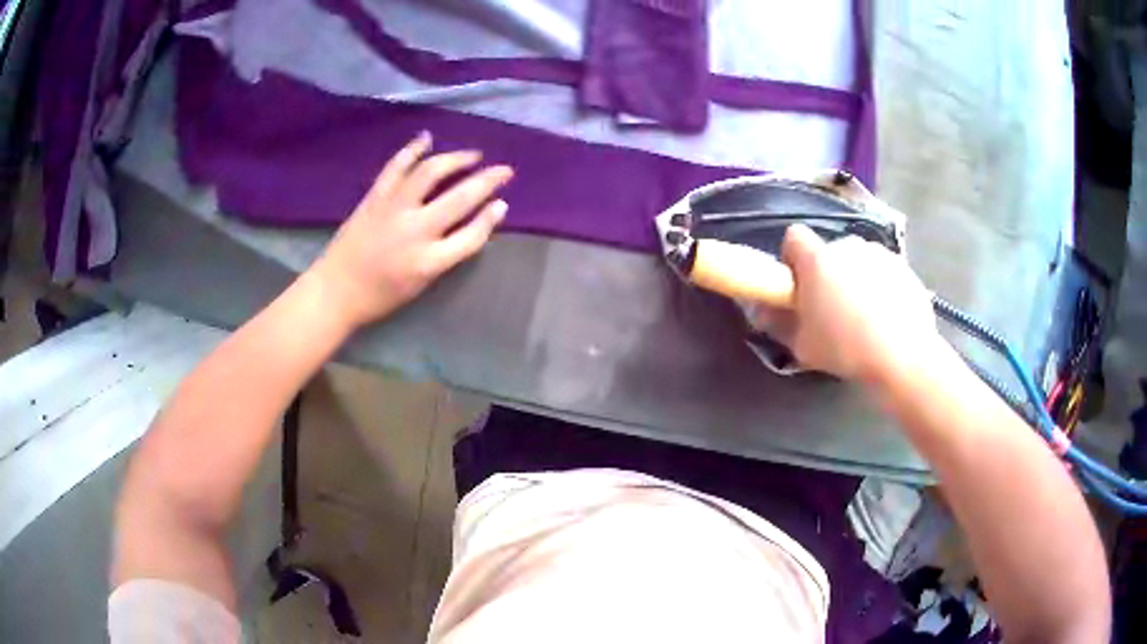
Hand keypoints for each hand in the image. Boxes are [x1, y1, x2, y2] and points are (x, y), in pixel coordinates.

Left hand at [310, 132, 512, 328]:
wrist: (336, 290)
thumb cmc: (380, 295)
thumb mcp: (421, 284)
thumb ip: (446, 255)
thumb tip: (470, 224)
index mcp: (429, 261)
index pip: (471, 235)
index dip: (490, 219)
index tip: (502, 203)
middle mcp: (415, 231)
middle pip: (460, 198)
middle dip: (488, 181)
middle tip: (505, 170)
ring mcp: (393, 209)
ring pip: (431, 173)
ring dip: (456, 159)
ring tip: (473, 155)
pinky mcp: (375, 198)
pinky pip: (396, 168)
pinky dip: (412, 150)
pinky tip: (427, 138)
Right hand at [755, 224, 946, 383]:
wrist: (903, 356)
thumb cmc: (846, 349)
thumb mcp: (802, 346)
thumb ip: (778, 323)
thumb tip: (761, 310)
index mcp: (817, 259)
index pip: (794, 237)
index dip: (793, 259)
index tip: (799, 286)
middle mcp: (847, 246)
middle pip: (829, 251)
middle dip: (827, 272)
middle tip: (832, 307)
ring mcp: (879, 253)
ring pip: (858, 260)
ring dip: (855, 277)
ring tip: (864, 314)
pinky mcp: (904, 266)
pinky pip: (883, 270)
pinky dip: (881, 286)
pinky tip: (888, 316)